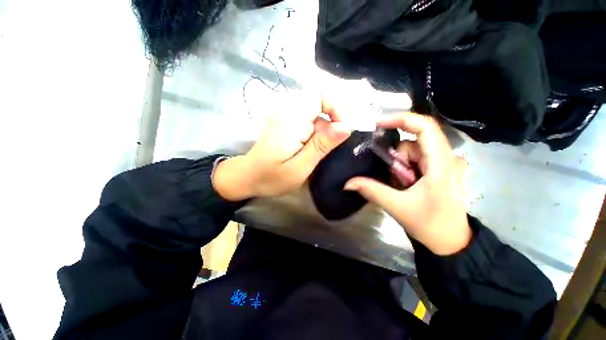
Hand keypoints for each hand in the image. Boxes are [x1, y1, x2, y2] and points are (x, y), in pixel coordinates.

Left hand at [213, 94, 350, 200]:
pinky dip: (313, 131)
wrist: (248, 177)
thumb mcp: (300, 167)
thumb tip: (345, 127)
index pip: (319, 96)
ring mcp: (283, 115)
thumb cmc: (272, 177)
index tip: (341, 131)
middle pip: (318, 105)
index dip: (335, 109)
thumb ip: (321, 146)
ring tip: (317, 151)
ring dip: (321, 130)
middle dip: (329, 124)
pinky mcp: (283, 121)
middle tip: (327, 148)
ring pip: (313, 113)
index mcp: (290, 120)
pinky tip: (309, 148)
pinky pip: (305, 119)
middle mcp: (285, 111)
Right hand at [344, 112, 471, 254]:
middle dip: (396, 158)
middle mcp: (447, 158)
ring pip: (413, 152)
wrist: (451, 242)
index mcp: (441, 164)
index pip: (425, 127)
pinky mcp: (442, 169)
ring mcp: (446, 163)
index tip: (378, 123)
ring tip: (400, 185)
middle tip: (391, 177)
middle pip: (413, 143)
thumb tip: (348, 182)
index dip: (401, 119)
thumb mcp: (398, 207)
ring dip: (400, 166)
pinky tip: (405, 183)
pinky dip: (405, 168)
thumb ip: (372, 190)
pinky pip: (417, 159)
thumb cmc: (430, 225)